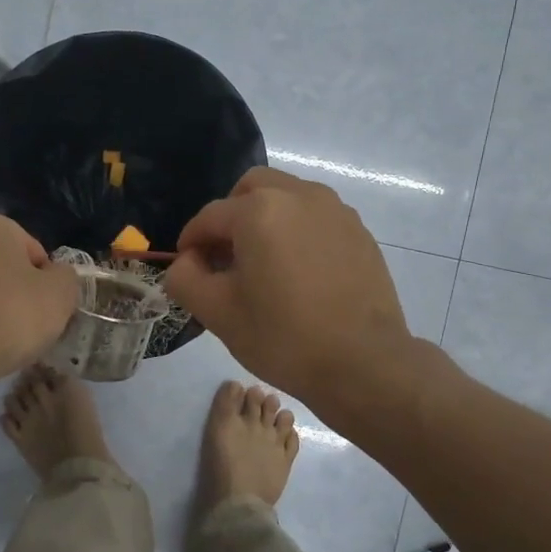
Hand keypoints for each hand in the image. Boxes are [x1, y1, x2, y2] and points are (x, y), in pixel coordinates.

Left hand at [0, 212, 79, 377]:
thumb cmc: (13, 312)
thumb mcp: (61, 292)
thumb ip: (65, 276)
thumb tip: (55, 277)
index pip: (33, 250)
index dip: (47, 279)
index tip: (49, 305)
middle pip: (3, 267)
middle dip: (18, 290)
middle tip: (32, 321)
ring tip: (9, 340)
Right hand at [166, 168, 412, 415]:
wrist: (365, 363)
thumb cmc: (284, 337)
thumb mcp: (218, 313)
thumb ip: (185, 278)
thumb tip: (187, 261)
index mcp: (259, 210)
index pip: (210, 217)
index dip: (191, 241)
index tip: (187, 266)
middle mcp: (299, 195)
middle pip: (251, 189)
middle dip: (231, 216)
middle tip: (225, 256)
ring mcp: (335, 210)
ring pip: (287, 196)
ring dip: (266, 218)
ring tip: (263, 262)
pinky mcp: (359, 230)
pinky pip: (316, 216)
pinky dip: (298, 230)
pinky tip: (299, 271)